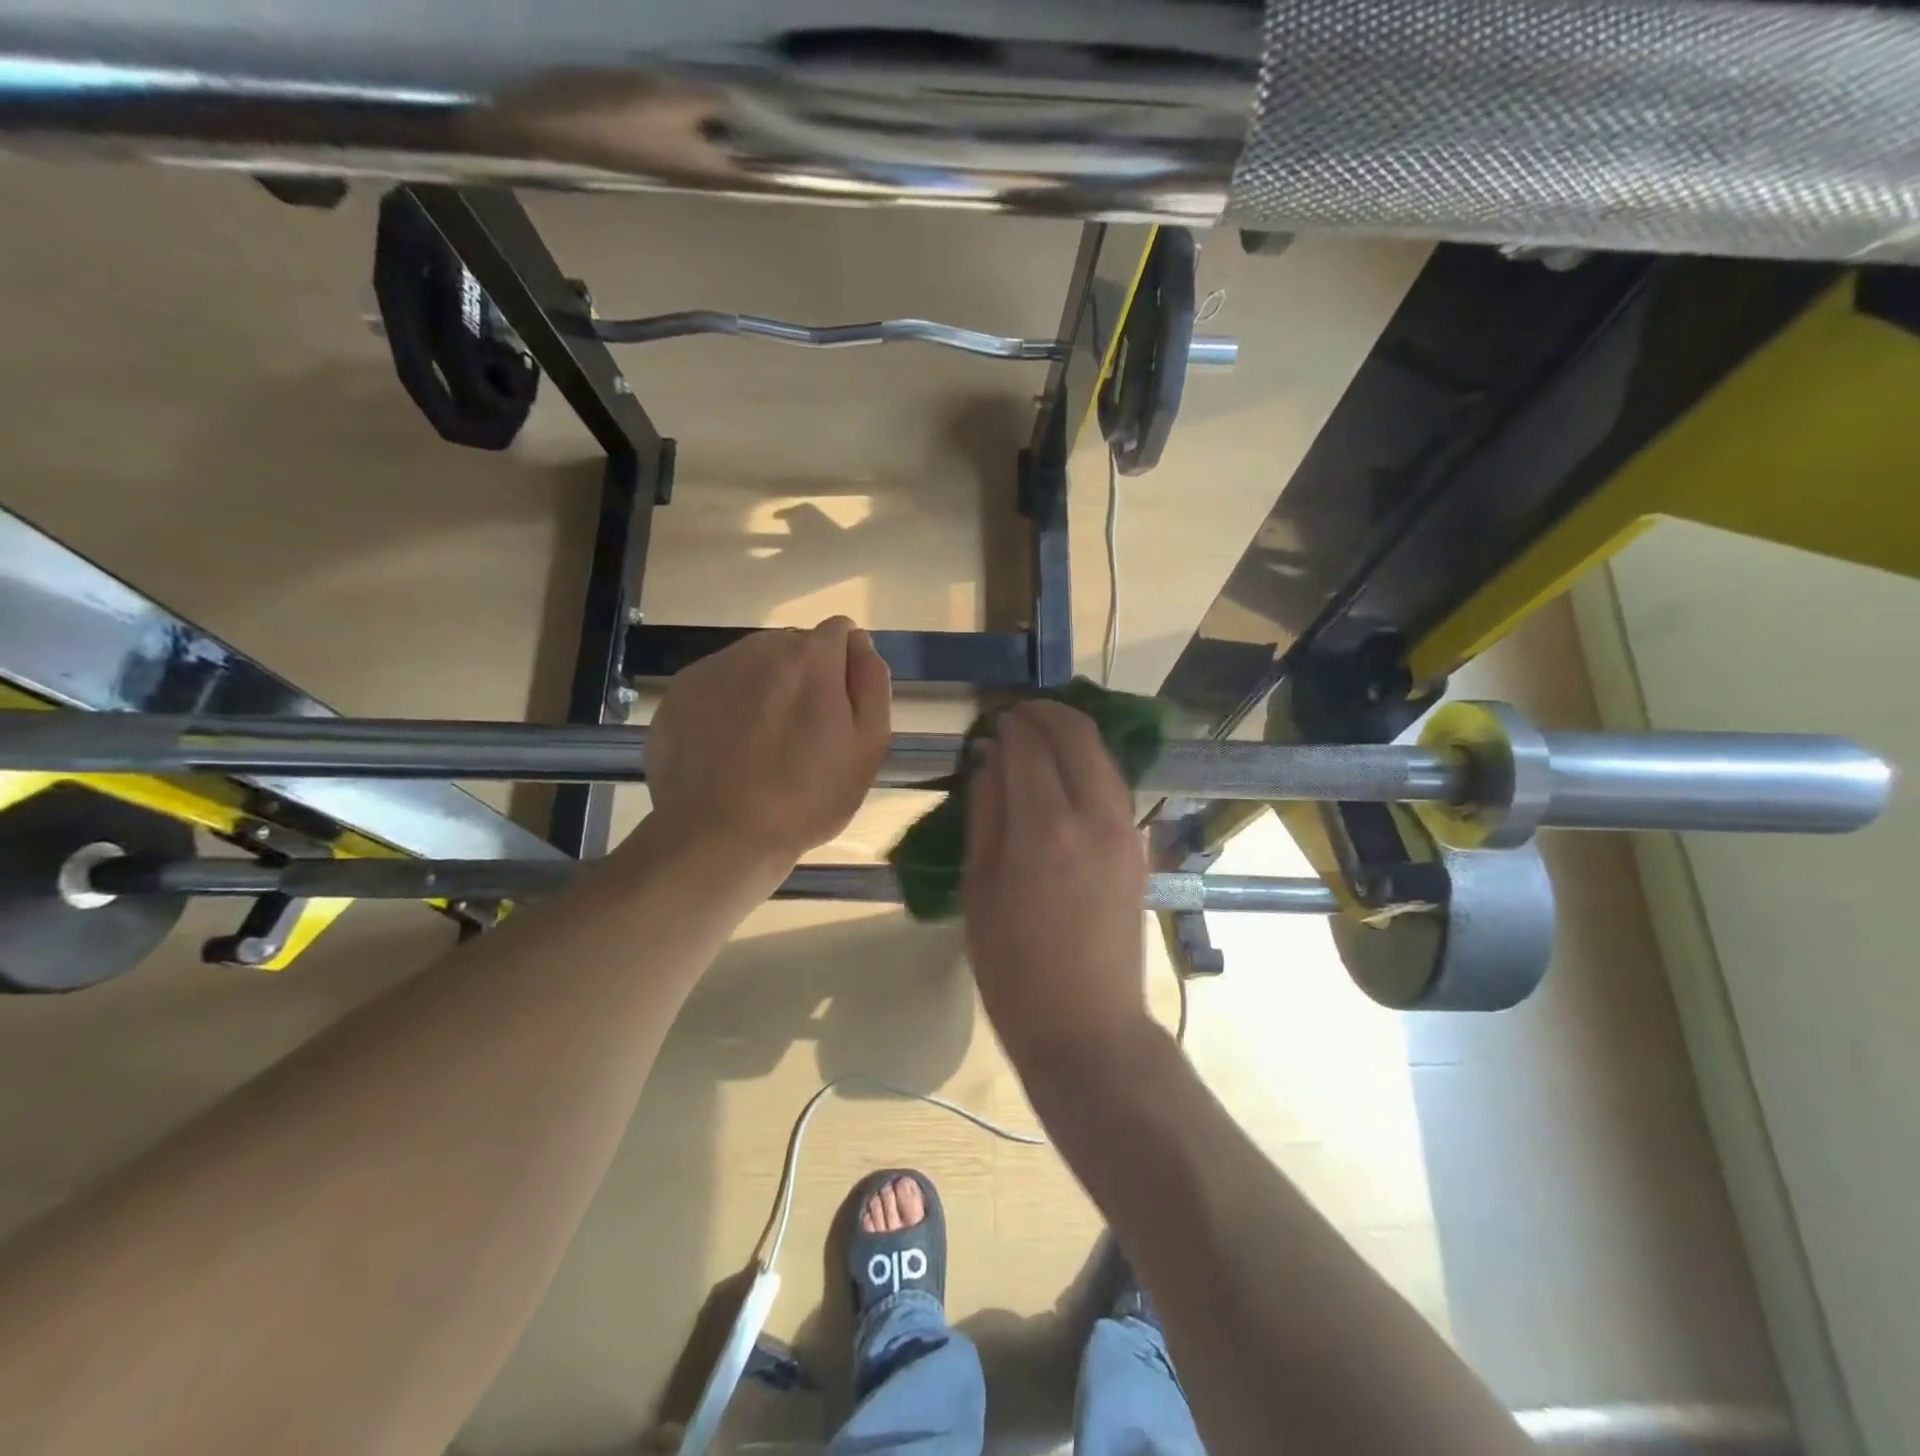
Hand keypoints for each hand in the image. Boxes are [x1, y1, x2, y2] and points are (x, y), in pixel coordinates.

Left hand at [640, 617, 890, 868]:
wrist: (717, 837)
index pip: (840, 632)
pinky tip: (726, 752)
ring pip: (753, 665)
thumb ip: (871, 683)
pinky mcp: (678, 694)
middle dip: (804, 678)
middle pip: (794, 647)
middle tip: (802, 737)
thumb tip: (860, 643)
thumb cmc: (807, 798)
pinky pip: (716, 687)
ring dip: (764, 690)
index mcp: (810, 656)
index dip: (845, 669)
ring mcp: (712, 668)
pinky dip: (726, 707)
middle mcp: (759, 647)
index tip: (840, 711)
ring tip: (761, 747)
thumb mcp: (868, 747)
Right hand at [962, 701, 1152, 1076]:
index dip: (1008, 726)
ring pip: (1102, 754)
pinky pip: (1113, 783)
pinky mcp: (1138, 846)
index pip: (1029, 747)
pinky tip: (1066, 772)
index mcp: (1046, 829)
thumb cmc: (1013, 967)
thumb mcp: (980, 888)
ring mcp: (1125, 829)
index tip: (990, 722)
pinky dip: (1089, 762)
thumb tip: (989, 759)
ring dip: (1071, 733)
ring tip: (1038, 735)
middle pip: (1076, 735)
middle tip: (1014, 716)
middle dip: (1044, 714)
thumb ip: (985, 813)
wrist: (1086, 1024)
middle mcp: (1094, 816)